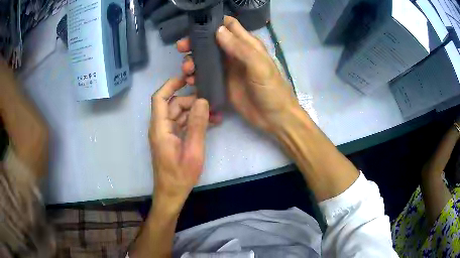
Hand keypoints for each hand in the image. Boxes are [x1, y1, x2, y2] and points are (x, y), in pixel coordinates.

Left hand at [149, 78, 211, 213]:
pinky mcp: (172, 139)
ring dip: (196, 112)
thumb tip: (202, 101)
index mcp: (160, 128)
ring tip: (216, 114)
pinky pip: (182, 124)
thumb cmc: (180, 175)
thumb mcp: (193, 151)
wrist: (172, 193)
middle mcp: (160, 127)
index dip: (171, 85)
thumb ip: (197, 125)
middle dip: (192, 101)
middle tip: (211, 102)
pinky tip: (211, 123)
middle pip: (173, 105)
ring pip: (179, 114)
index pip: (159, 98)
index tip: (187, 78)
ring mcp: (166, 134)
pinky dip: (194, 122)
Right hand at [177, 16, 299, 133]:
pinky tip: (191, 81)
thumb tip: (218, 30)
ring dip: (193, 60)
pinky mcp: (222, 84)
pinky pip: (206, 75)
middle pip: (212, 41)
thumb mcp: (259, 67)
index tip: (196, 25)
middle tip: (182, 47)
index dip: (213, 22)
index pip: (229, 25)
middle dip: (196, 42)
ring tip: (187, 69)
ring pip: (206, 58)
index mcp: (247, 44)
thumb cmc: (272, 90)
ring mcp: (228, 69)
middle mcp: (235, 53)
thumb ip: (240, 48)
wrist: (275, 118)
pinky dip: (196, 76)